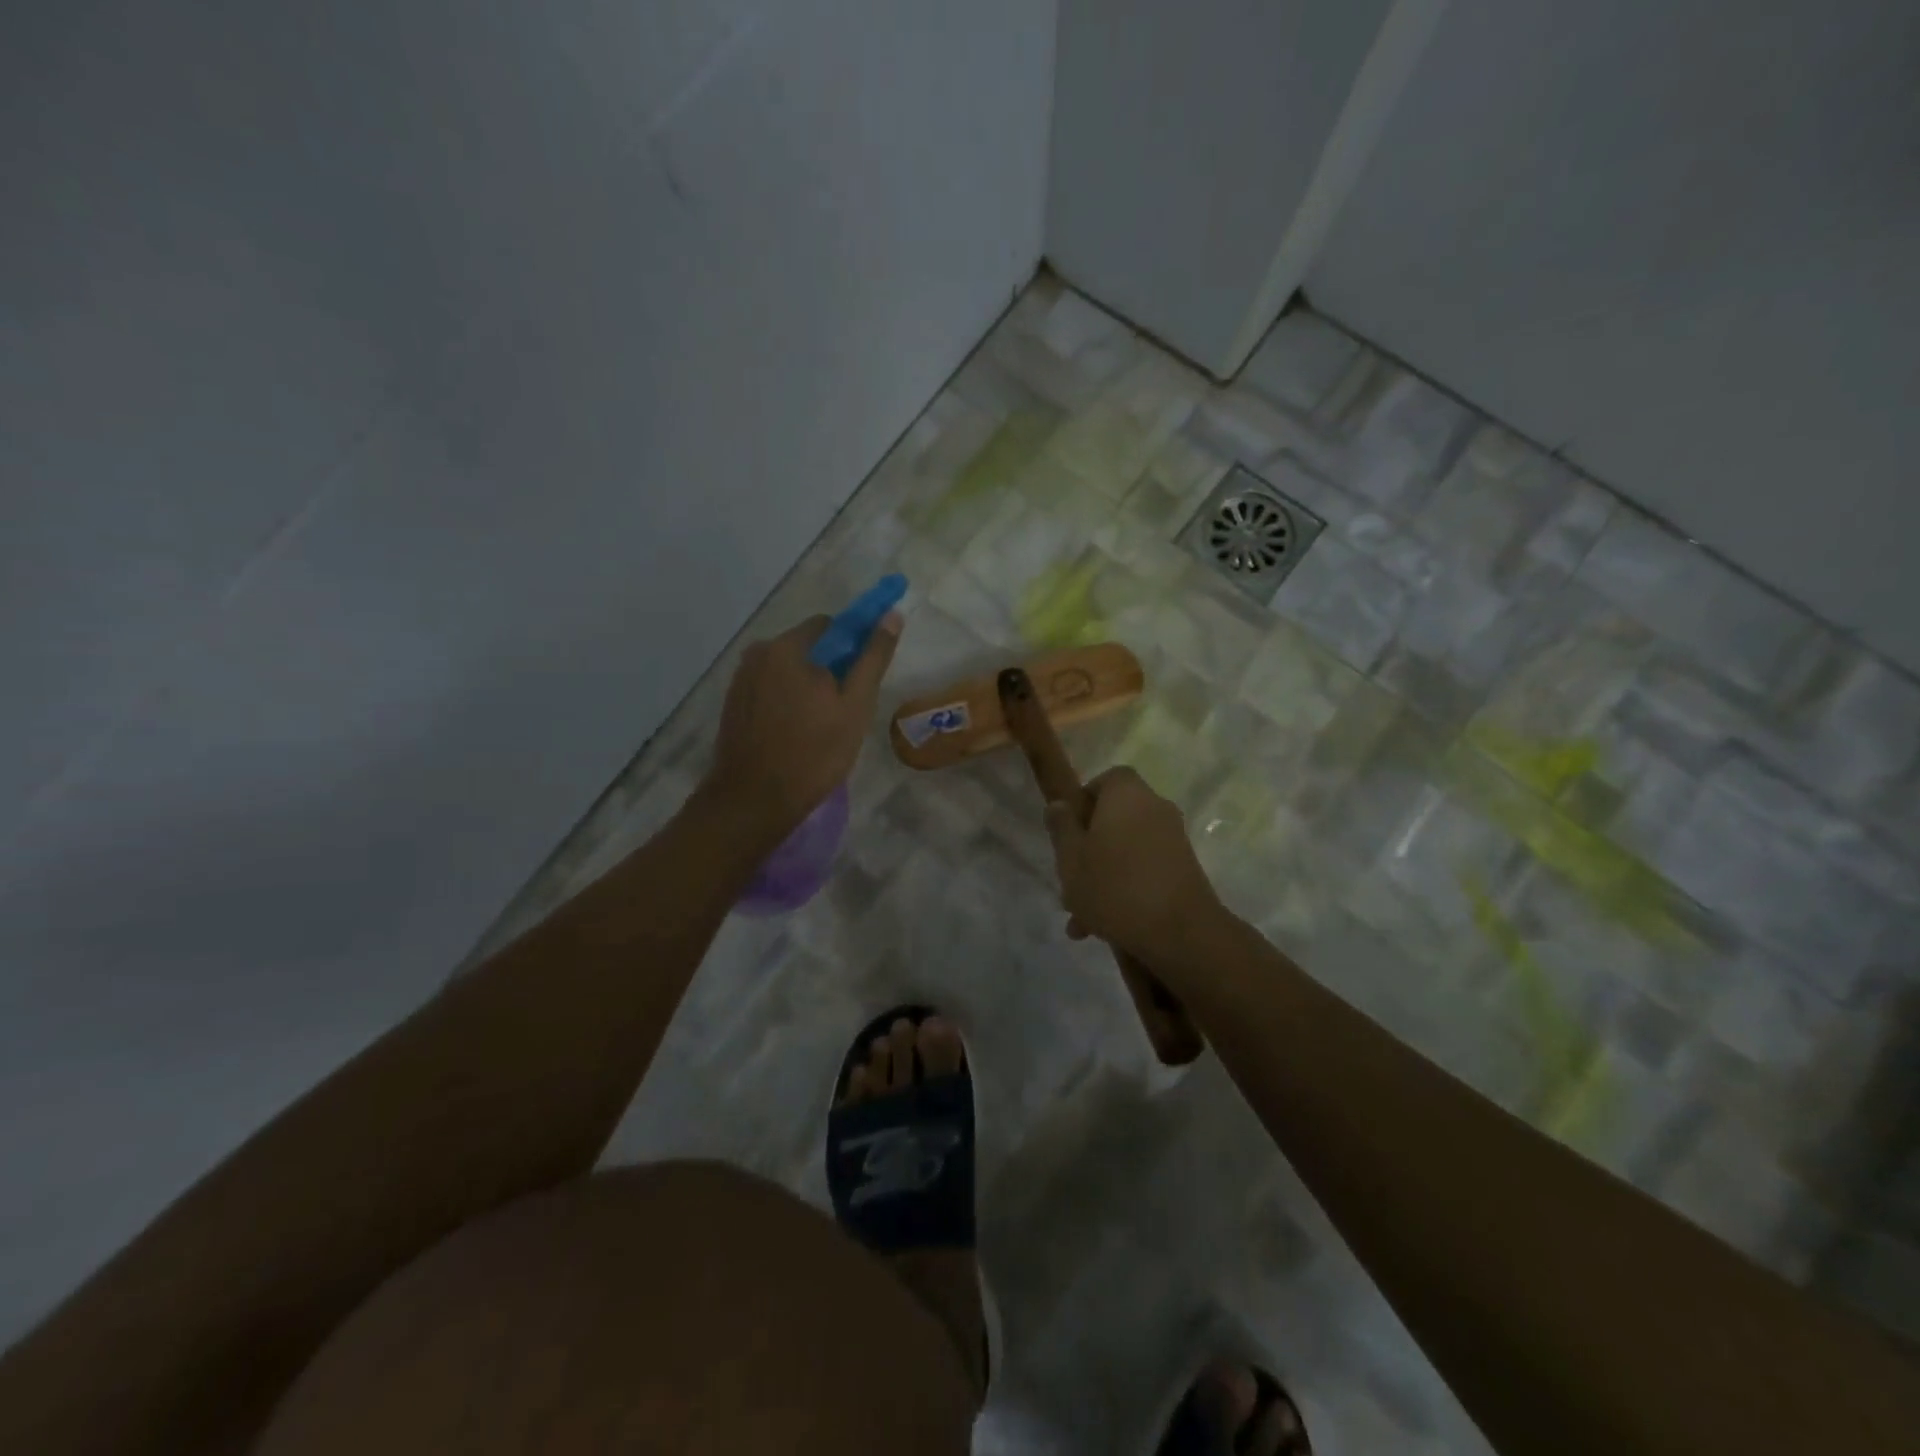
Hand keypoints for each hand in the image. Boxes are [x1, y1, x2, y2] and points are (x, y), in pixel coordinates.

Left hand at [703, 611, 901, 839]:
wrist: (754, 801)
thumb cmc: (813, 753)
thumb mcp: (855, 706)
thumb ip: (873, 658)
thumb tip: (891, 615)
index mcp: (787, 647)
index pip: (830, 626)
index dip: (852, 648)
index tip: (861, 681)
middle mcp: (757, 653)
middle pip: (807, 648)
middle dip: (829, 670)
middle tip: (844, 711)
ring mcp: (740, 679)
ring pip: (787, 671)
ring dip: (807, 687)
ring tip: (820, 727)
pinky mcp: (732, 704)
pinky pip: (770, 690)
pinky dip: (786, 702)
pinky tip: (795, 733)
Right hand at [1044, 767, 1224, 963]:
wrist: (1181, 932)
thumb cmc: (1115, 887)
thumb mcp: (1071, 858)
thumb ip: (1062, 828)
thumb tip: (1060, 804)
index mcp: (1126, 795)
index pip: (1106, 779)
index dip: (1083, 801)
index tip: (1067, 831)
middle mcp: (1155, 808)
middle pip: (1114, 819)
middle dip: (1088, 850)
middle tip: (1068, 881)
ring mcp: (1174, 840)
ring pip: (1126, 851)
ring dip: (1103, 877)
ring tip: (1081, 919)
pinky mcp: (1184, 870)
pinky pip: (1145, 871)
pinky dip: (1126, 890)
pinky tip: (1106, 928)